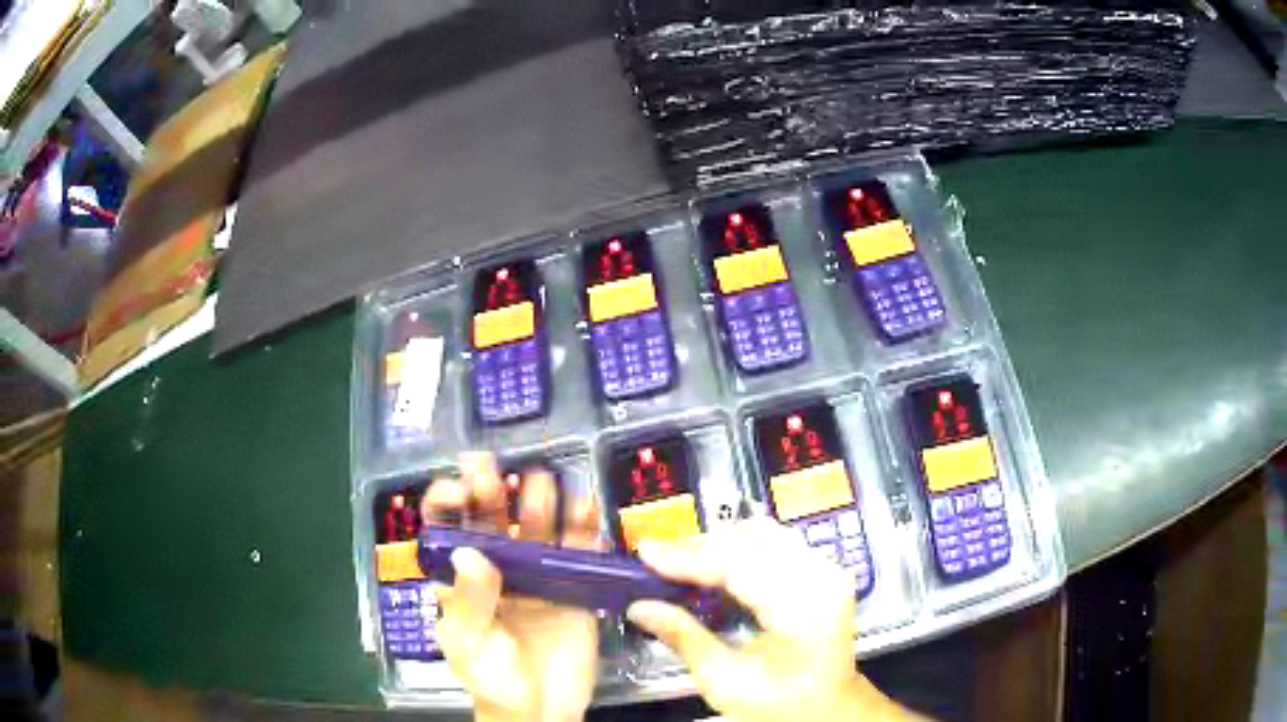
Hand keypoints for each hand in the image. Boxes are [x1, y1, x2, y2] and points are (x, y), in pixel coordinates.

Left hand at [423, 453, 601, 721]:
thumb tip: (470, 552)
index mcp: (460, 578)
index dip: (447, 500)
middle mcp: (496, 567)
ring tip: (542, 483)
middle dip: (489, 489)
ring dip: (537, 501)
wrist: (542, 710)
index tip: (461, 489)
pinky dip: (583, 527)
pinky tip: (584, 506)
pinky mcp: (573, 586)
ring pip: (536, 527)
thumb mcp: (468, 644)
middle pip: (490, 518)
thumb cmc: (492, 679)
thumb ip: (468, 601)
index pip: (445, 527)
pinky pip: (578, 551)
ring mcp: (536, 575)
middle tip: (491, 470)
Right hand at [627, 518, 919, 721]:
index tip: (646, 552)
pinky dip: (740, 547)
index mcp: (802, 610)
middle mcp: (821, 578)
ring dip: (718, 543)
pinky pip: (776, 541)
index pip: (740, 565)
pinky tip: (716, 565)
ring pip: (763, 533)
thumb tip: (639, 607)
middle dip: (699, 547)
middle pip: (752, 539)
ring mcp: (827, 569)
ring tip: (682, 564)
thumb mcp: (726, 682)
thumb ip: (684, 638)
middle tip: (657, 561)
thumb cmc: (780, 703)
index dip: (688, 557)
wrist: (829, 707)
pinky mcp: (824, 569)